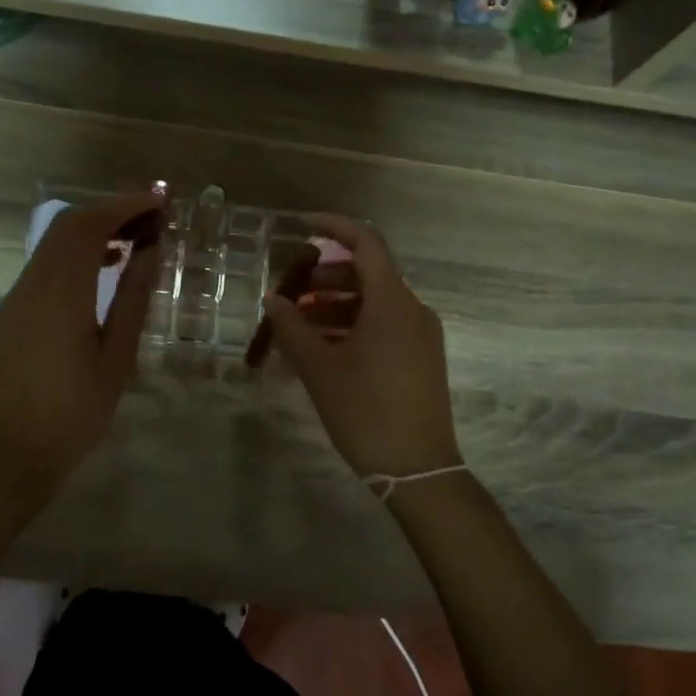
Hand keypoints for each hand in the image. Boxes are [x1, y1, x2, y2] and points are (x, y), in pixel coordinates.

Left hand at [0, 190, 164, 494]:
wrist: (15, 453)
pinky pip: (47, 264)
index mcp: (61, 292)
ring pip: (54, 242)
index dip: (124, 205)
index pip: (89, 226)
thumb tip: (151, 249)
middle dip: (110, 211)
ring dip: (93, 230)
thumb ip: (133, 297)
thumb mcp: (117, 356)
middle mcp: (34, 283)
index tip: (159, 201)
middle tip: (152, 218)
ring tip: (136, 240)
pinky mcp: (16, 311)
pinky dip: (77, 252)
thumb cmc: (76, 410)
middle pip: (67, 225)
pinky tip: (105, 269)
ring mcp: (20, 296)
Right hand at [259, 214, 463, 480]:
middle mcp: (412, 309)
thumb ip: (292, 328)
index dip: (335, 228)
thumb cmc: (365, 412)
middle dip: (325, 276)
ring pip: (374, 302)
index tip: (303, 226)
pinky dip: (353, 324)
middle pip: (367, 273)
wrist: (418, 469)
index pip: (366, 244)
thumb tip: (273, 300)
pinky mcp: (421, 356)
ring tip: (298, 324)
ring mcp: (421, 334)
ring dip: (335, 304)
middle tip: (289, 292)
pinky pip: (384, 324)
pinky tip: (323, 346)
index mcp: (391, 302)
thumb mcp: (319, 369)